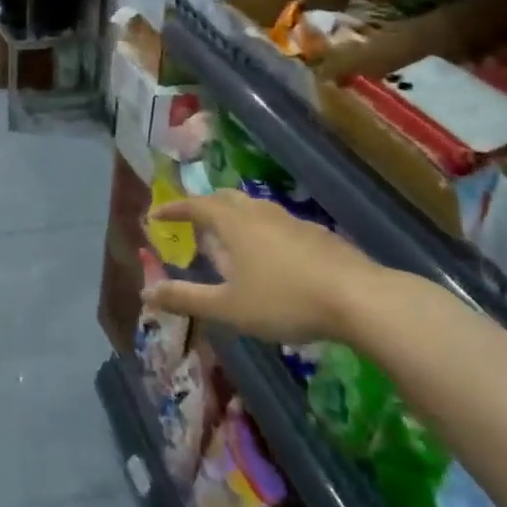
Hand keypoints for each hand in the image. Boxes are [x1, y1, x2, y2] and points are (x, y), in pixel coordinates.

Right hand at [142, 190, 386, 345]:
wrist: (361, 300)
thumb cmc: (284, 300)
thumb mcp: (228, 307)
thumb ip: (186, 299)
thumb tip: (146, 292)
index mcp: (233, 224)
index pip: (195, 206)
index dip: (173, 209)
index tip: (155, 215)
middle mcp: (260, 214)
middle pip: (226, 199)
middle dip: (205, 207)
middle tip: (194, 223)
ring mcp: (293, 222)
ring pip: (256, 210)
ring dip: (236, 219)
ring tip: (231, 242)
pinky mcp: (320, 237)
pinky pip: (280, 225)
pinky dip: (264, 233)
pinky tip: (273, 259)